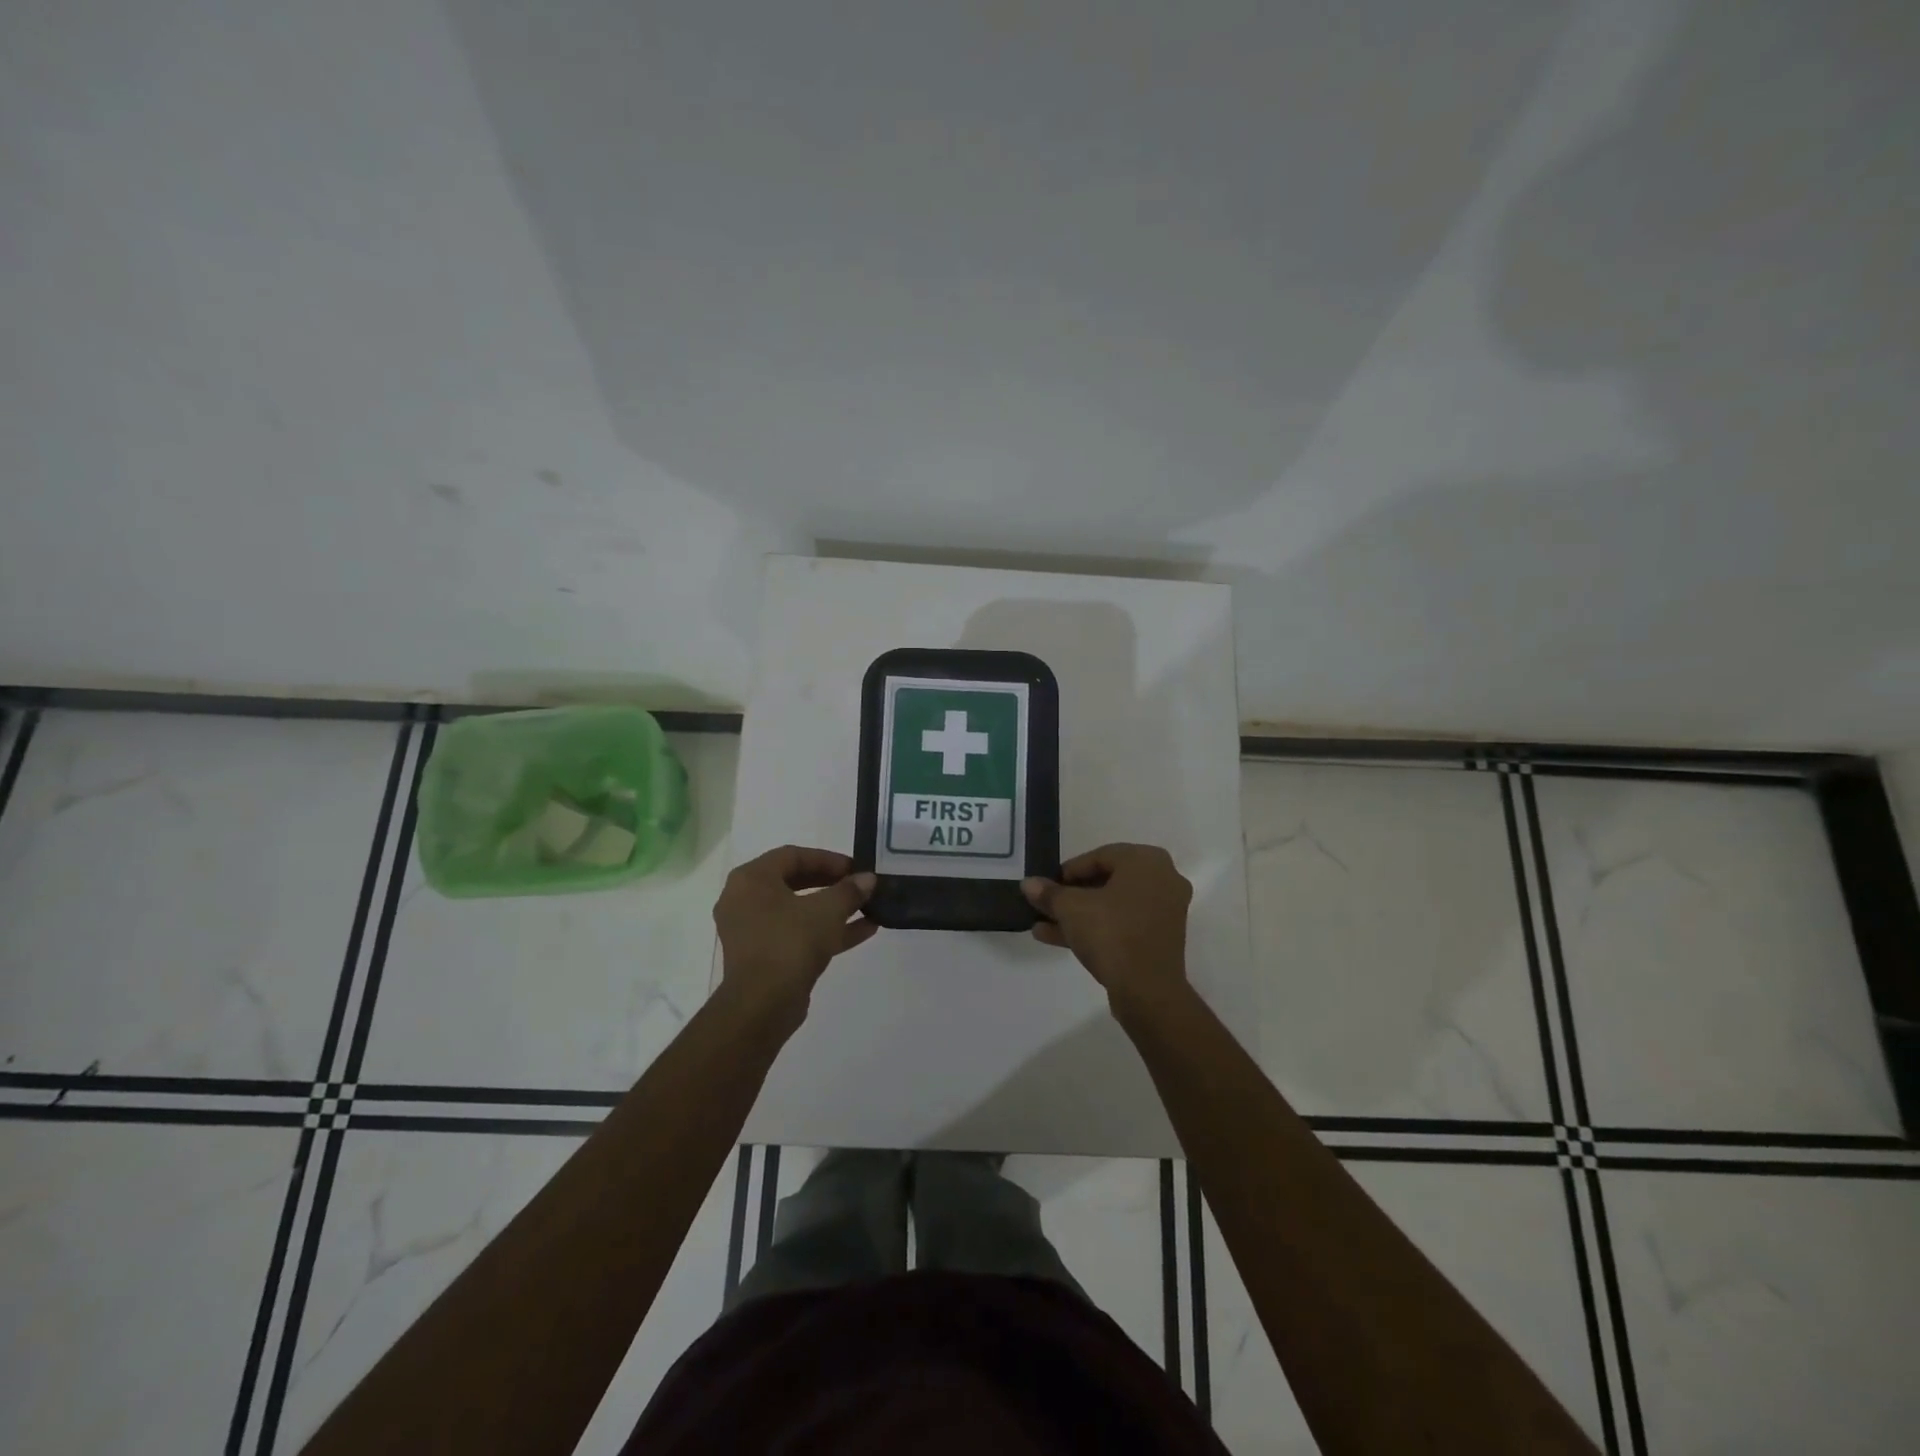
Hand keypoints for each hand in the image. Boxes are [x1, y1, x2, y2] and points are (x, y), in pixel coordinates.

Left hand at [713, 846, 876, 1027]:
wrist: (762, 1005)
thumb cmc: (790, 942)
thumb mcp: (827, 910)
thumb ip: (850, 890)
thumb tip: (868, 879)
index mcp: (751, 879)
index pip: (793, 856)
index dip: (828, 859)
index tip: (856, 867)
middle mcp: (745, 900)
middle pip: (794, 882)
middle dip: (832, 883)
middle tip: (859, 885)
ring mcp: (753, 931)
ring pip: (798, 911)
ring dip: (833, 908)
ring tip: (868, 907)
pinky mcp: (764, 957)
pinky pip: (798, 934)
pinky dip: (826, 931)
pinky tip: (864, 930)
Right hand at [1022, 843, 1191, 1007]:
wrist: (1147, 990)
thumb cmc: (1111, 933)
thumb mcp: (1071, 909)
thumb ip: (1049, 893)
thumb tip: (1028, 884)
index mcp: (1146, 861)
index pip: (1099, 857)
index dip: (1067, 872)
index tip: (1046, 887)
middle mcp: (1162, 880)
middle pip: (1106, 881)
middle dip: (1070, 896)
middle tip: (1045, 905)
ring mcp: (1164, 911)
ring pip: (1112, 906)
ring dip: (1077, 915)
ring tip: (1041, 925)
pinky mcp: (1159, 939)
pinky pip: (1122, 925)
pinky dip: (1095, 928)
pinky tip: (1055, 938)